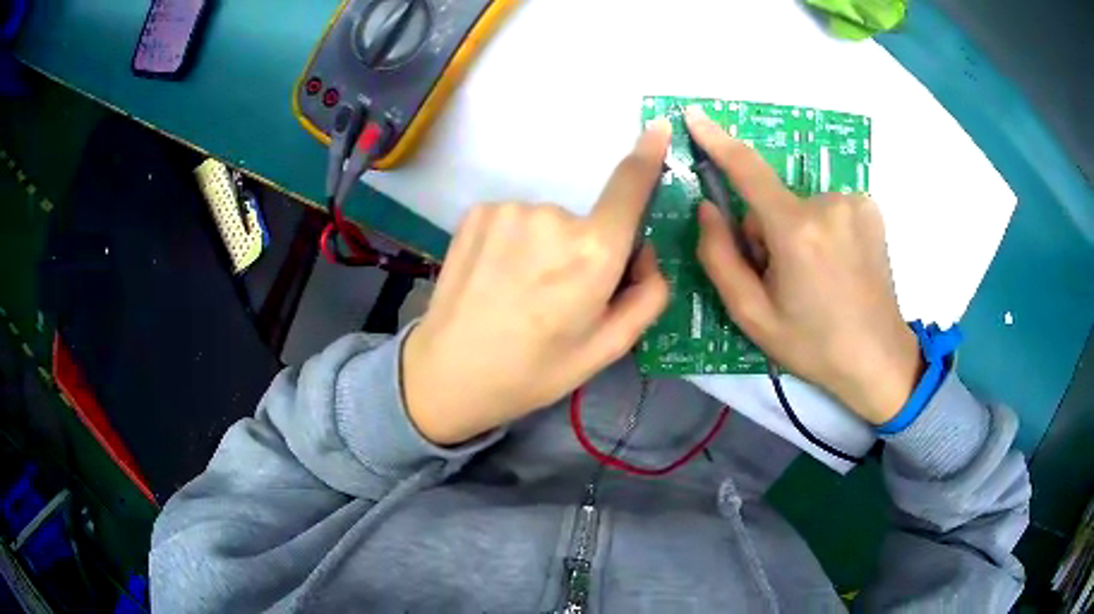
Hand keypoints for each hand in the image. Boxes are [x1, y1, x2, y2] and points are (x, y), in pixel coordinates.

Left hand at [401, 122, 671, 444]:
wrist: (448, 373)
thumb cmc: (534, 370)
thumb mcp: (607, 349)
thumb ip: (647, 295)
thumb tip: (645, 251)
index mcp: (591, 253)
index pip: (629, 188)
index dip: (647, 156)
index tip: (657, 129)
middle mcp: (551, 217)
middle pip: (588, 221)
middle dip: (585, 251)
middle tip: (557, 298)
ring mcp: (508, 210)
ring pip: (549, 222)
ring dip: (546, 247)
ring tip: (520, 292)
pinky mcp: (477, 211)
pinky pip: (516, 220)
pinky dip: (516, 242)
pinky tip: (496, 276)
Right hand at [685, 107, 921, 424]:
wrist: (878, 359)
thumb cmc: (813, 344)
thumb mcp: (752, 315)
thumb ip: (719, 257)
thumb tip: (708, 208)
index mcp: (796, 232)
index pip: (748, 170)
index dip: (718, 141)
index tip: (695, 115)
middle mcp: (828, 204)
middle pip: (774, 201)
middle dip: (767, 231)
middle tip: (785, 278)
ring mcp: (855, 202)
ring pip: (802, 205)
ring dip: (797, 231)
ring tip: (816, 277)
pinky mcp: (871, 208)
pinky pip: (827, 207)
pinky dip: (823, 228)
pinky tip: (838, 265)